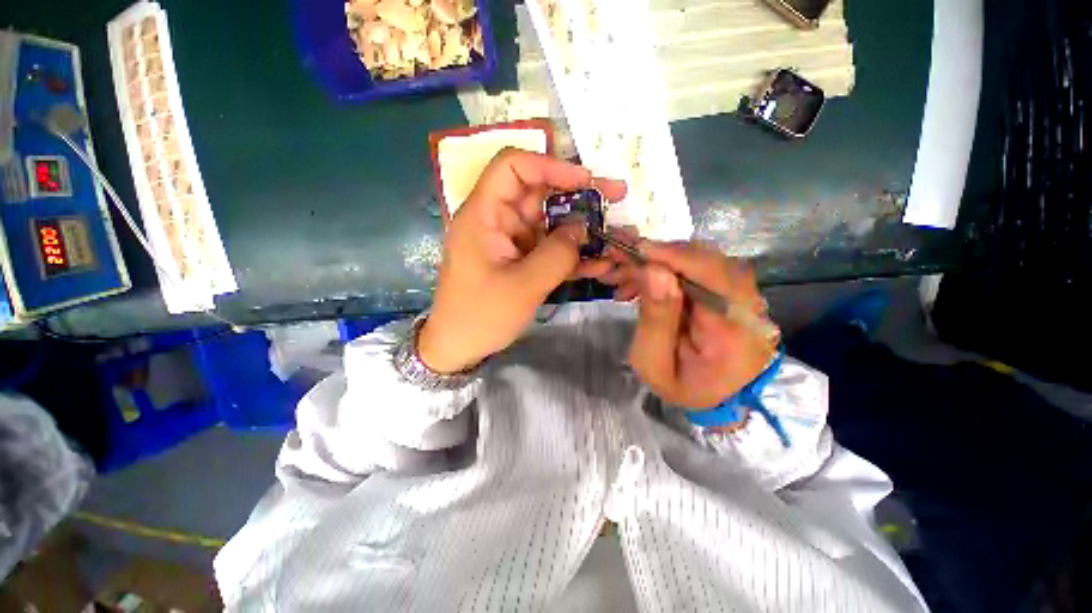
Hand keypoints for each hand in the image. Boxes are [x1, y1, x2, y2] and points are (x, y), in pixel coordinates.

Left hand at [418, 149, 626, 373]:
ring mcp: (509, 241)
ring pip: (548, 223)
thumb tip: (582, 229)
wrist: (459, 348)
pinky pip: (547, 248)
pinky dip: (571, 254)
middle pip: (538, 193)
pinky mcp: (519, 260)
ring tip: (614, 235)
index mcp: (484, 215)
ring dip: (580, 229)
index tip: (585, 180)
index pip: (513, 168)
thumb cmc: (481, 316)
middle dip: (578, 195)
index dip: (550, 165)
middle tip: (616, 196)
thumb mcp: (523, 287)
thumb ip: (557, 255)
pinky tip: (598, 264)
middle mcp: (496, 220)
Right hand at [585, 239, 776, 408]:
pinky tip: (643, 282)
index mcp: (734, 331)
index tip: (633, 248)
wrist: (714, 396)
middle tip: (620, 260)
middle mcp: (748, 305)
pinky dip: (667, 269)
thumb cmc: (681, 386)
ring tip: (625, 276)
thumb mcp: (654, 363)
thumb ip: (655, 320)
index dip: (673, 256)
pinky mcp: (731, 291)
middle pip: (706, 259)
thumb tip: (655, 271)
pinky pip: (699, 267)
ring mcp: (743, 295)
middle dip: (658, 255)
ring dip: (659, 262)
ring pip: (700, 259)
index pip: (712, 275)